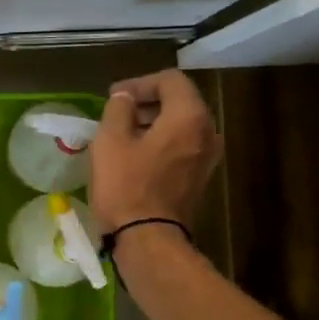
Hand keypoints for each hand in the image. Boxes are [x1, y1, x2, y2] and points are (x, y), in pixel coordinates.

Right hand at [91, 70, 220, 234]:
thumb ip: (118, 108)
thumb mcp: (110, 140)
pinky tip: (136, 155)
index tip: (114, 96)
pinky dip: (161, 142)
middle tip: (117, 112)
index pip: (170, 80)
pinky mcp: (200, 178)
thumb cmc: (126, 185)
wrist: (147, 239)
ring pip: (181, 125)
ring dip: (154, 122)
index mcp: (189, 116)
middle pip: (180, 101)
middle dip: (148, 102)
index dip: (139, 82)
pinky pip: (182, 147)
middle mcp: (208, 132)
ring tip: (123, 133)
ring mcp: (208, 158)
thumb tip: (125, 98)